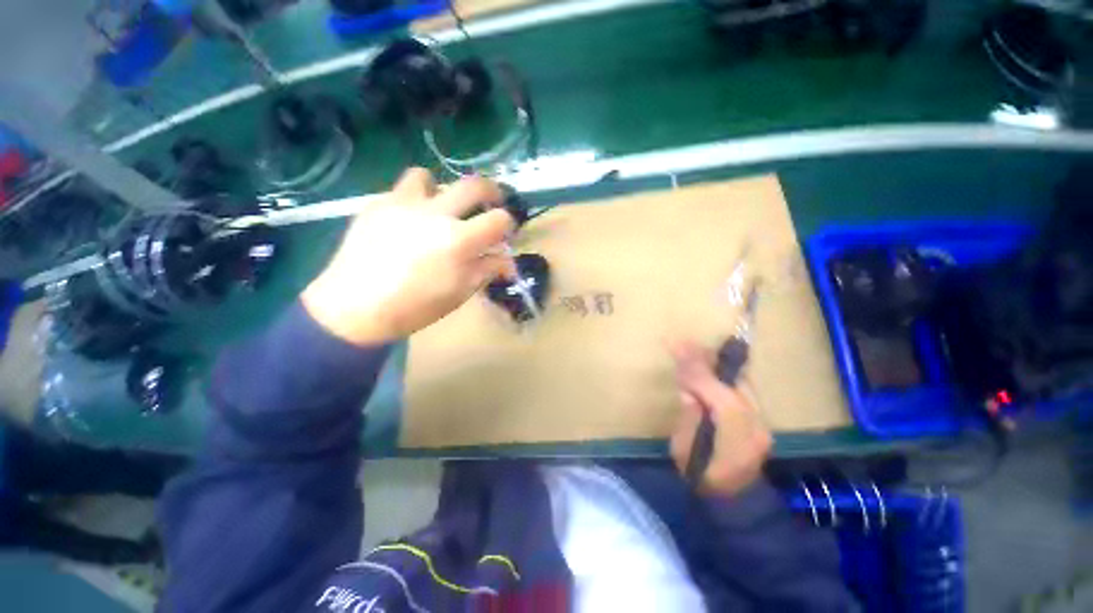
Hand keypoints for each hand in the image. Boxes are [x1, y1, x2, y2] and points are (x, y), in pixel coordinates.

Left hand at [302, 168, 516, 345]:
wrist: (354, 308)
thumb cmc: (415, 307)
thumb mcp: (460, 293)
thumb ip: (486, 269)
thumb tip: (506, 260)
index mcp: (458, 240)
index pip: (499, 219)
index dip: (508, 225)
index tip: (505, 234)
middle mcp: (434, 213)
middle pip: (473, 184)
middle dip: (490, 191)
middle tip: (490, 203)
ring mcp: (402, 204)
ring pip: (429, 176)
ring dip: (441, 190)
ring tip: (438, 209)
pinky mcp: (377, 204)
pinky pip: (401, 191)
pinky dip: (413, 202)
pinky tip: (408, 223)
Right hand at [669, 341, 771, 496]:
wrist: (732, 501)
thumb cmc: (700, 478)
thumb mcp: (682, 450)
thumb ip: (689, 416)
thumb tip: (689, 389)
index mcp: (736, 441)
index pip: (719, 395)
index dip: (697, 370)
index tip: (677, 347)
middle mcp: (758, 428)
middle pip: (734, 383)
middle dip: (707, 361)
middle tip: (683, 343)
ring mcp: (763, 423)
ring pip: (741, 383)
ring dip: (715, 364)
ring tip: (692, 350)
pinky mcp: (760, 419)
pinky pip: (742, 389)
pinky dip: (723, 375)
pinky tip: (708, 365)